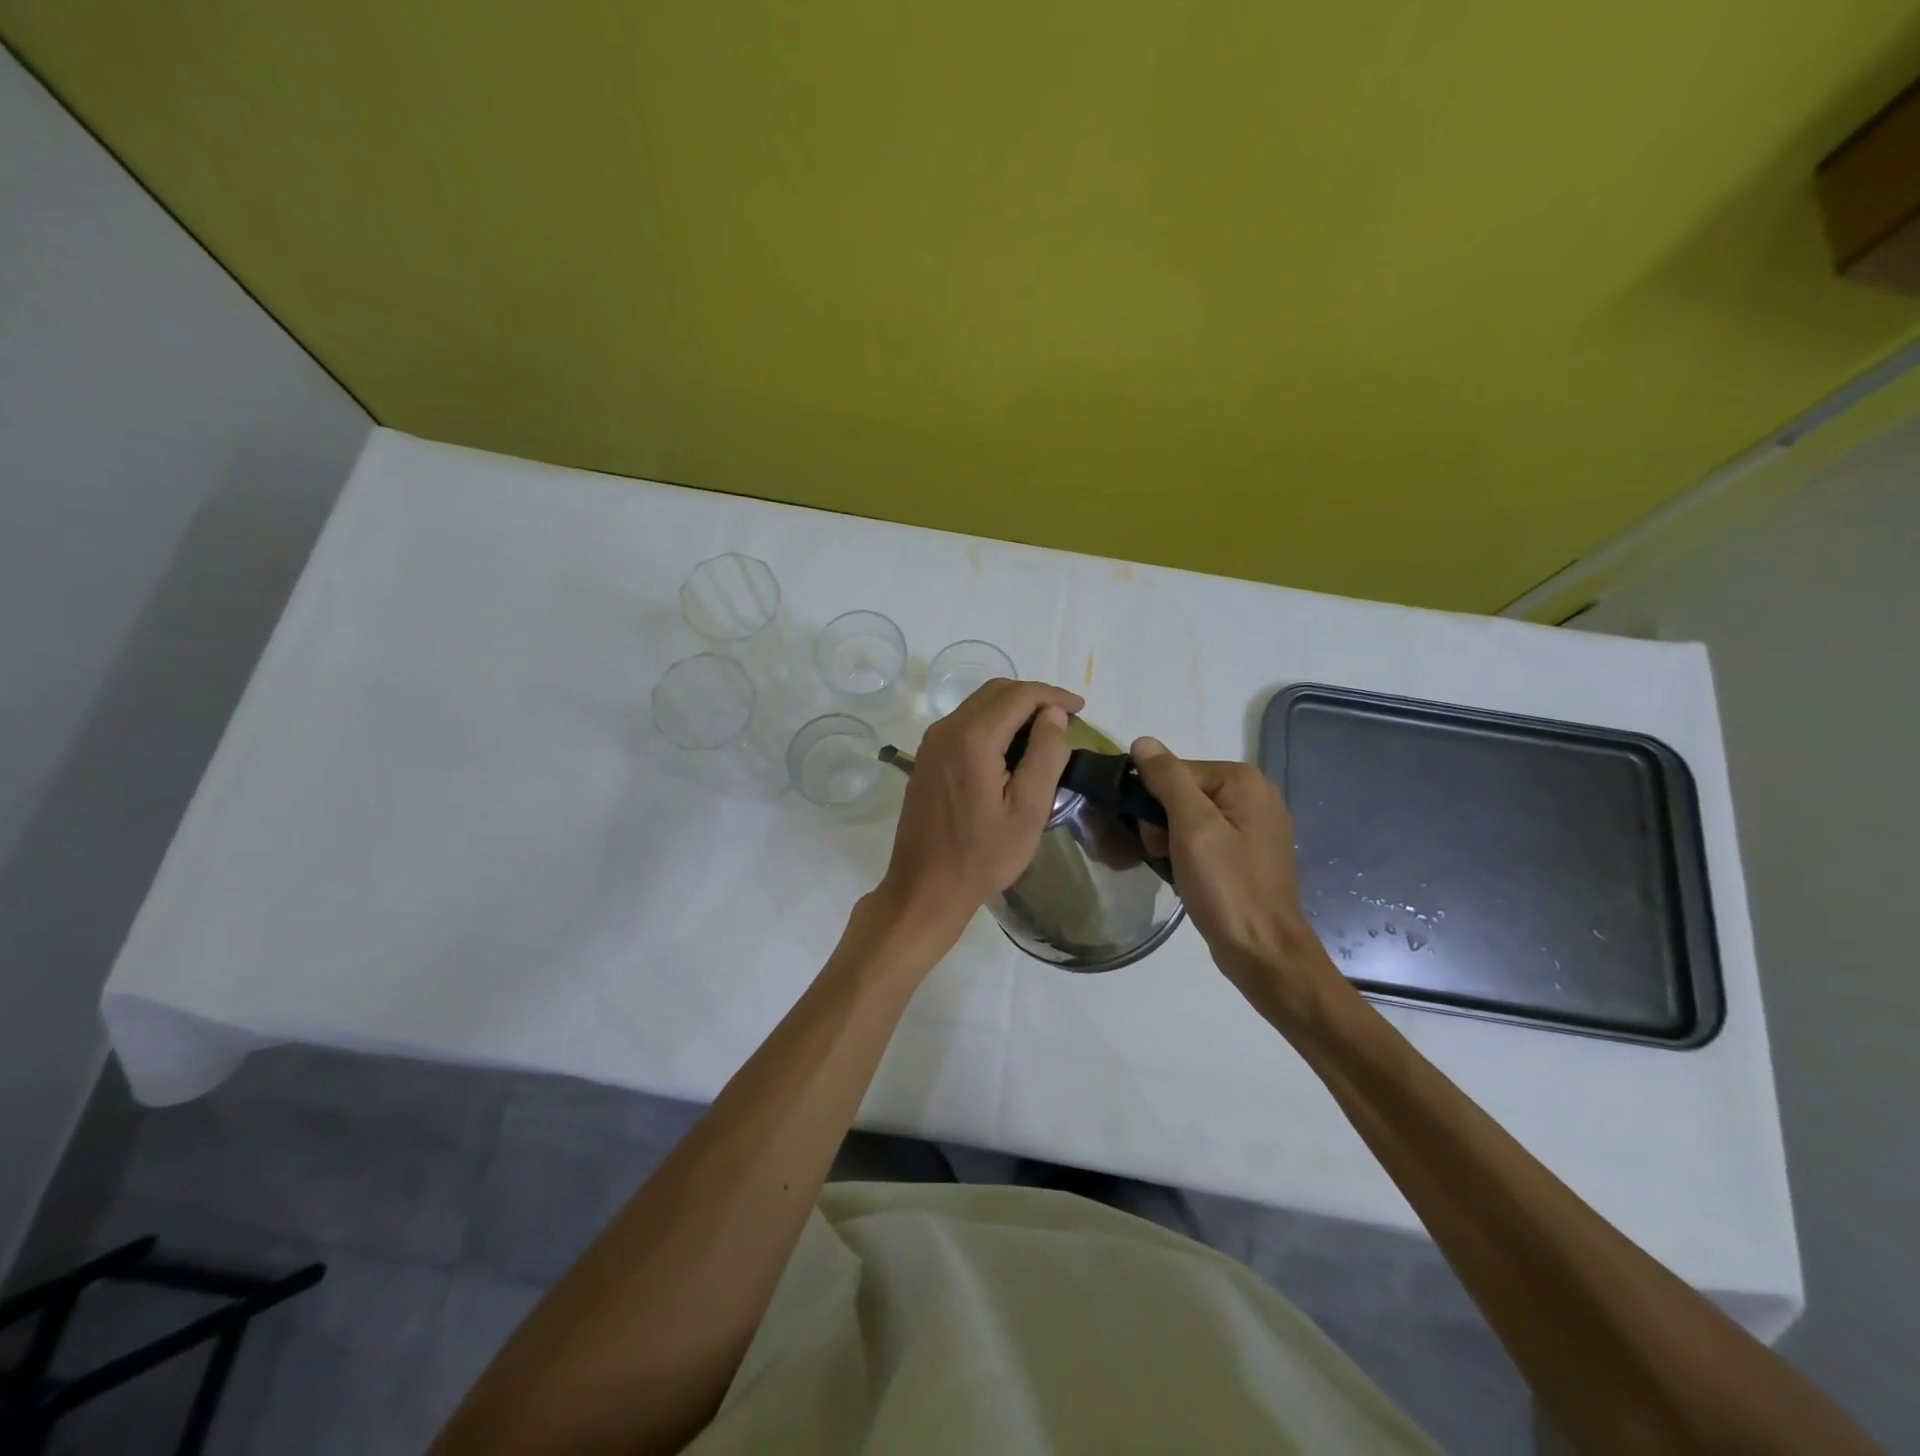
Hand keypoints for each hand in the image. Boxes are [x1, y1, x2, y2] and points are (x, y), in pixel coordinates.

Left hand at [874, 678, 1084, 952]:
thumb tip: (1054, 715)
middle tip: (1065, 720)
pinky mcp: (927, 758)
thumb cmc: (983, 855)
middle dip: (1034, 697)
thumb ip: (1045, 755)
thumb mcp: (1028, 809)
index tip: (1081, 709)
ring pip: (978, 705)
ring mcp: (931, 742)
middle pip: (996, 692)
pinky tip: (1011, 748)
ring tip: (1044, 733)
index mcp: (972, 738)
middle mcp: (946, 729)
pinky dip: (993, 723)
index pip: (1019, 695)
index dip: (1054, 695)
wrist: (925, 887)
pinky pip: (964, 723)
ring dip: (1013, 709)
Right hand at [1131, 738, 1331, 1014]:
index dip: (1155, 803)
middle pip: (1183, 792)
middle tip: (1165, 857)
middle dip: (1163, 823)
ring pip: (1190, 817)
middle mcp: (1255, 794)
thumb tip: (1143, 742)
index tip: (1156, 839)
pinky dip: (1189, 853)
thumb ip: (1168, 779)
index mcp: (1244, 780)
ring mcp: (1255, 825)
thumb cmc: (1226, 887)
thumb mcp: (1192, 827)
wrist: (1262, 951)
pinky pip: (1206, 837)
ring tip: (1176, 871)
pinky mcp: (1250, 852)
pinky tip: (1188, 876)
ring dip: (1172, 841)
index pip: (1176, 772)